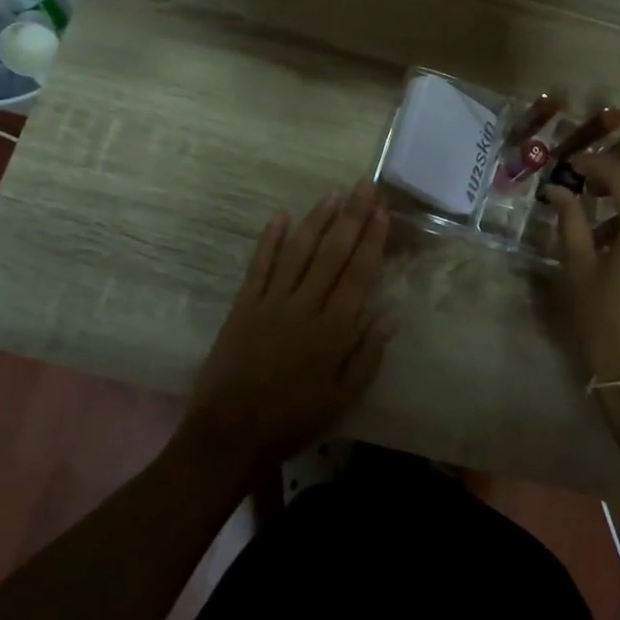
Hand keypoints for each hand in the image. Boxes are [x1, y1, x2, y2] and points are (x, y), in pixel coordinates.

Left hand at [183, 183, 394, 467]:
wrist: (231, 433)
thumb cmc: (293, 419)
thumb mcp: (342, 398)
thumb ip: (367, 355)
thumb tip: (388, 314)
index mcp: (333, 330)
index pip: (358, 274)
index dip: (371, 240)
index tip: (382, 211)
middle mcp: (305, 306)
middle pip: (332, 254)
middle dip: (351, 217)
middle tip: (365, 186)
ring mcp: (271, 302)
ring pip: (298, 252)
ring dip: (316, 221)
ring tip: (333, 195)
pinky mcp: (243, 306)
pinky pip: (259, 266)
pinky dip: (269, 240)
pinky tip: (280, 217)